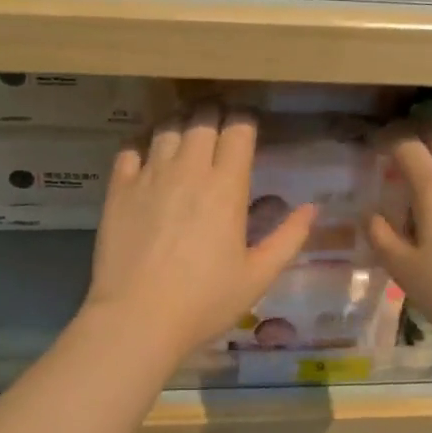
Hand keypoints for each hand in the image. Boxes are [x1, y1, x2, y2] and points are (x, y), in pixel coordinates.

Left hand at [84, 105, 315, 362]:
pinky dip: (141, 146)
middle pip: (203, 118)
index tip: (247, 129)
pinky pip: (129, 149)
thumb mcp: (258, 276)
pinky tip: (146, 157)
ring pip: (167, 128)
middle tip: (218, 127)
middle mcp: (189, 169)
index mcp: (226, 186)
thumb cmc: (204, 301)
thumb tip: (312, 208)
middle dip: (214, 115)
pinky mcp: (119, 188)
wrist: (137, 318)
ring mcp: (150, 175)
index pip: (239, 128)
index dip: (245, 121)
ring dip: (180, 126)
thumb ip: (288, 238)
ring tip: (184, 137)